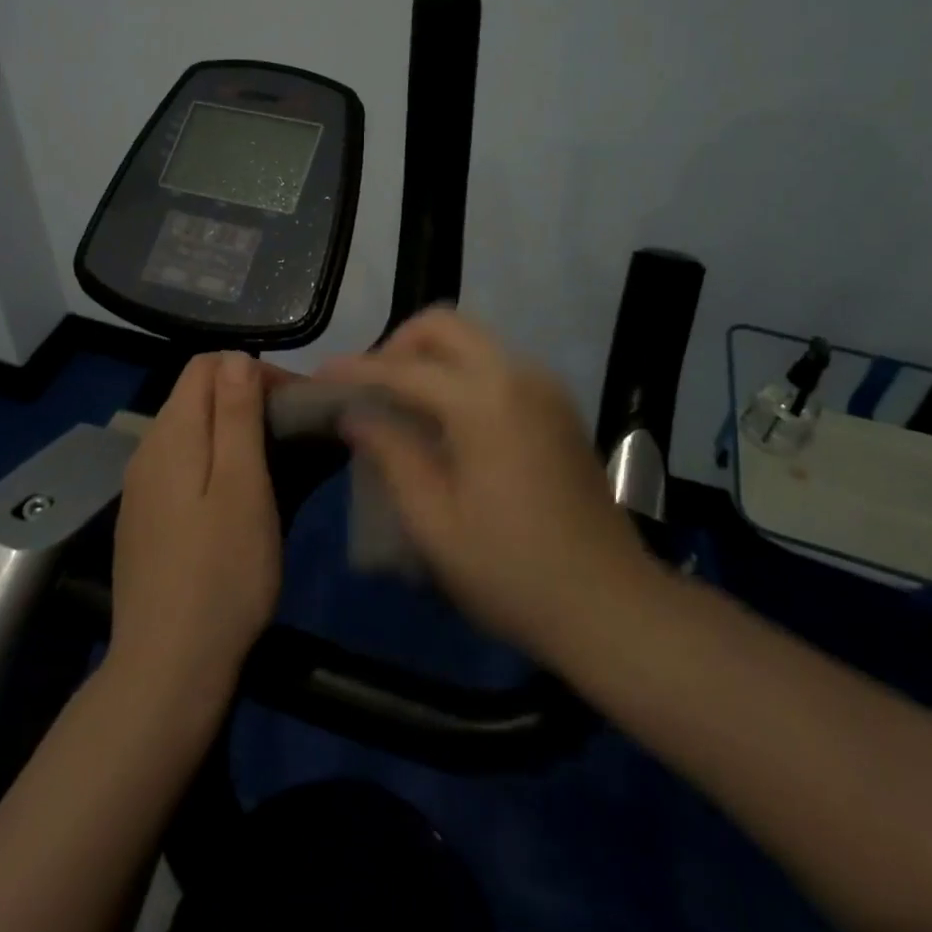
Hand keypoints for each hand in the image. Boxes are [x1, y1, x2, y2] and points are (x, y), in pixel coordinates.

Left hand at [107, 352, 284, 709]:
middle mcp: (147, 451)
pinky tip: (240, 500)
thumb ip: (236, 415)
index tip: (293, 405)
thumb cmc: (221, 573)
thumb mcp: (242, 486)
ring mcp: (141, 488)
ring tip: (278, 465)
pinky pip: (183, 468)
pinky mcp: (145, 520)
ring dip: (235, 433)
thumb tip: (237, 357)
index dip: (253, 372)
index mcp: (171, 434)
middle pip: (197, 396)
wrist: (167, 670)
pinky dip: (216, 464)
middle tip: (296, 436)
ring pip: (192, 433)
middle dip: (248, 401)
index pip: (207, 365)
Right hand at [319, 308, 648, 665]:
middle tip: (370, 388)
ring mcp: (544, 387)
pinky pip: (496, 364)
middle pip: (445, 325)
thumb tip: (355, 413)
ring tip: (400, 404)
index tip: (321, 376)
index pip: (404, 368)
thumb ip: (390, 453)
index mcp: (484, 400)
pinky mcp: (557, 406)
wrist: (611, 606)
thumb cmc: (512, 571)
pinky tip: (444, 420)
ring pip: (473, 341)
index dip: (357, 370)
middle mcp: (518, 375)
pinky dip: (459, 374)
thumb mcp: (434, 521)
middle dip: (397, 344)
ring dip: (429, 357)